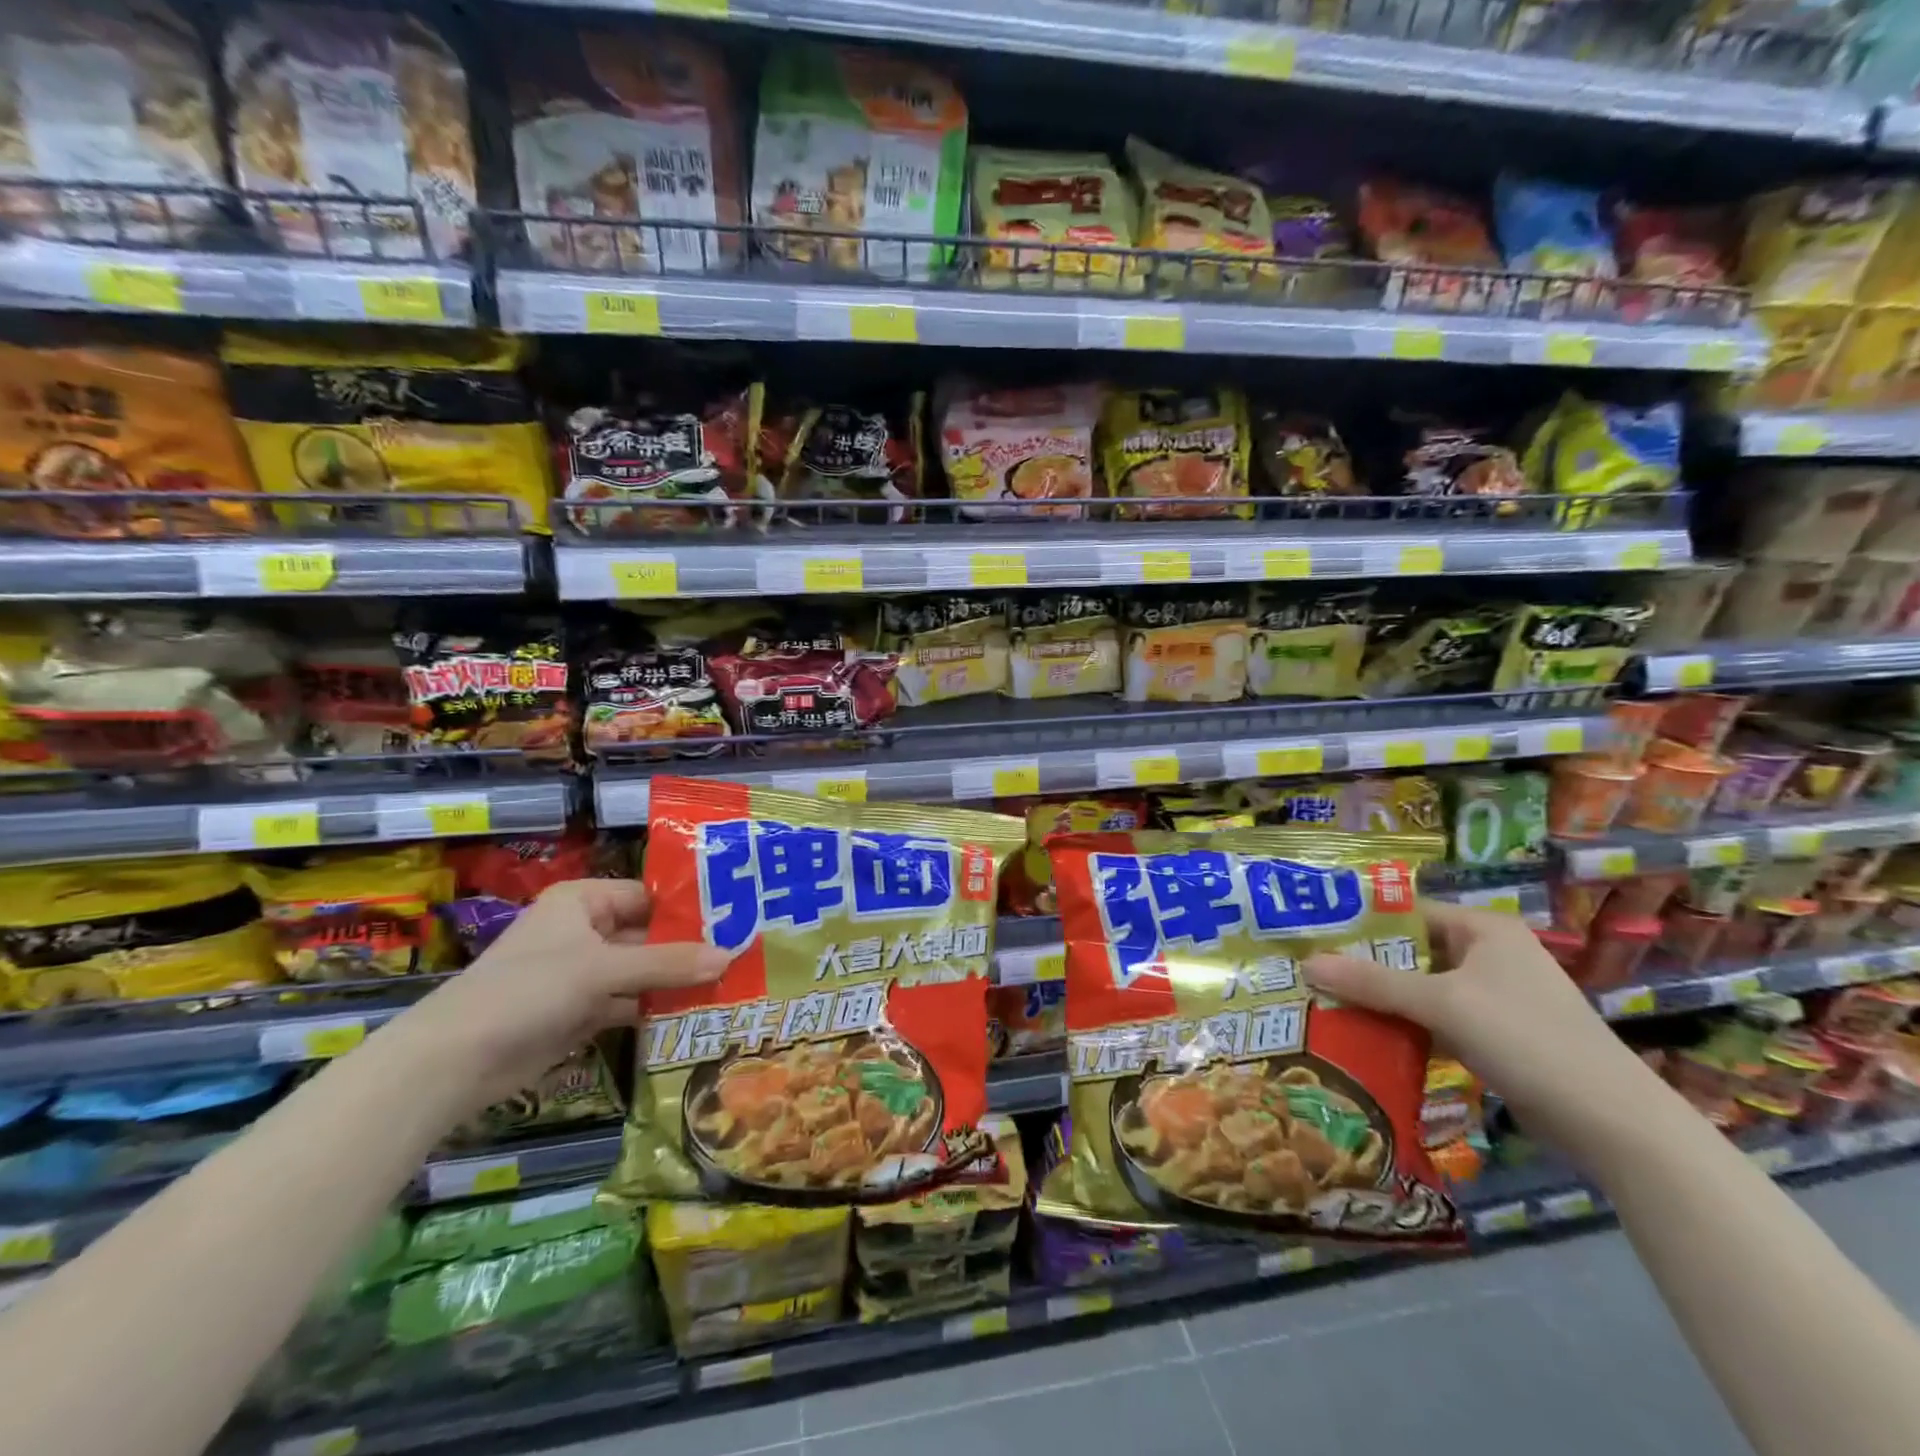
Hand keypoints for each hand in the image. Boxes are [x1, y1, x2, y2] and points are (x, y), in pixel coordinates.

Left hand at [391, 879, 729, 1113]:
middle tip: (743, 956)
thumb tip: (731, 956)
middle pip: (648, 935)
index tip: (737, 919)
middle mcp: (584, 931)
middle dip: (689, 949)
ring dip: (676, 981)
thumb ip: (668, 964)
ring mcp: (582, 973)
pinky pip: (629, 1003)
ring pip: (641, 971)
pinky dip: (656, 1009)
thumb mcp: (603, 970)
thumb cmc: (528, 990)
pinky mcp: (580, 1012)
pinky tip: (696, 1014)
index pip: (649, 896)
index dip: (690, 908)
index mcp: (583, 901)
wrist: (454, 1061)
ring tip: (731, 985)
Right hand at [1302, 901, 1656, 1146]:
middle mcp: (1489, 954)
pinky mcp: (1496, 1035)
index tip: (1312, 936)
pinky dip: (1405, 1026)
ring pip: (1421, 988)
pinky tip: (1367, 1037)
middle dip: (1364, 965)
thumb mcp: (1443, 1004)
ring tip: (1326, 1003)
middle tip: (1310, 974)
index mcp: (1484, 929)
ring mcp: (1494, 997)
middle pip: (1411, 952)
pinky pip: (1436, 1019)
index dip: (1360, 923)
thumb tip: (1307, 963)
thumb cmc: (1527, 1039)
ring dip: (1381, 999)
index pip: (1407, 913)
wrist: (1613, 1123)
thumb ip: (1373, 982)